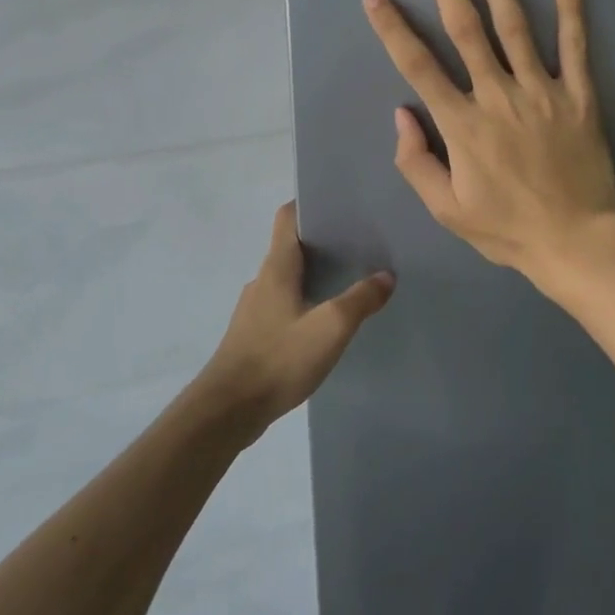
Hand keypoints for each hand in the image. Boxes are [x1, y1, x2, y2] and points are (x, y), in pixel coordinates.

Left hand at [201, 201, 394, 436]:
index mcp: (277, 267)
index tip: (340, 205)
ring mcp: (255, 309)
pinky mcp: (254, 335)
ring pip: (288, 278)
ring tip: (349, 281)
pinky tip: (325, 321)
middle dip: (323, 242)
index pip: (288, 218)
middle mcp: (262, 280)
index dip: (310, 205)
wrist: (229, 409)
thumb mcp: (330, 328)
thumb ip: (360, 300)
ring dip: (315, 274)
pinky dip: (305, 301)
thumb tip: (386, 275)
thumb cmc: (278, 358)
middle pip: (291, 247)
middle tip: (360, 244)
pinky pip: (284, 304)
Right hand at [363, 0, 614, 282]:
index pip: (419, 66)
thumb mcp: (447, 209)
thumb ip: (416, 162)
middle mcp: (498, 96)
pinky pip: (575, 48)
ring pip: (516, 26)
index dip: (393, 28)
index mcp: (462, 124)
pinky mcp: (579, 97)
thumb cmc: (506, 228)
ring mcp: (541, 92)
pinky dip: (572, 11)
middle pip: (467, 30)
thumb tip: (402, 114)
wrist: (576, 242)